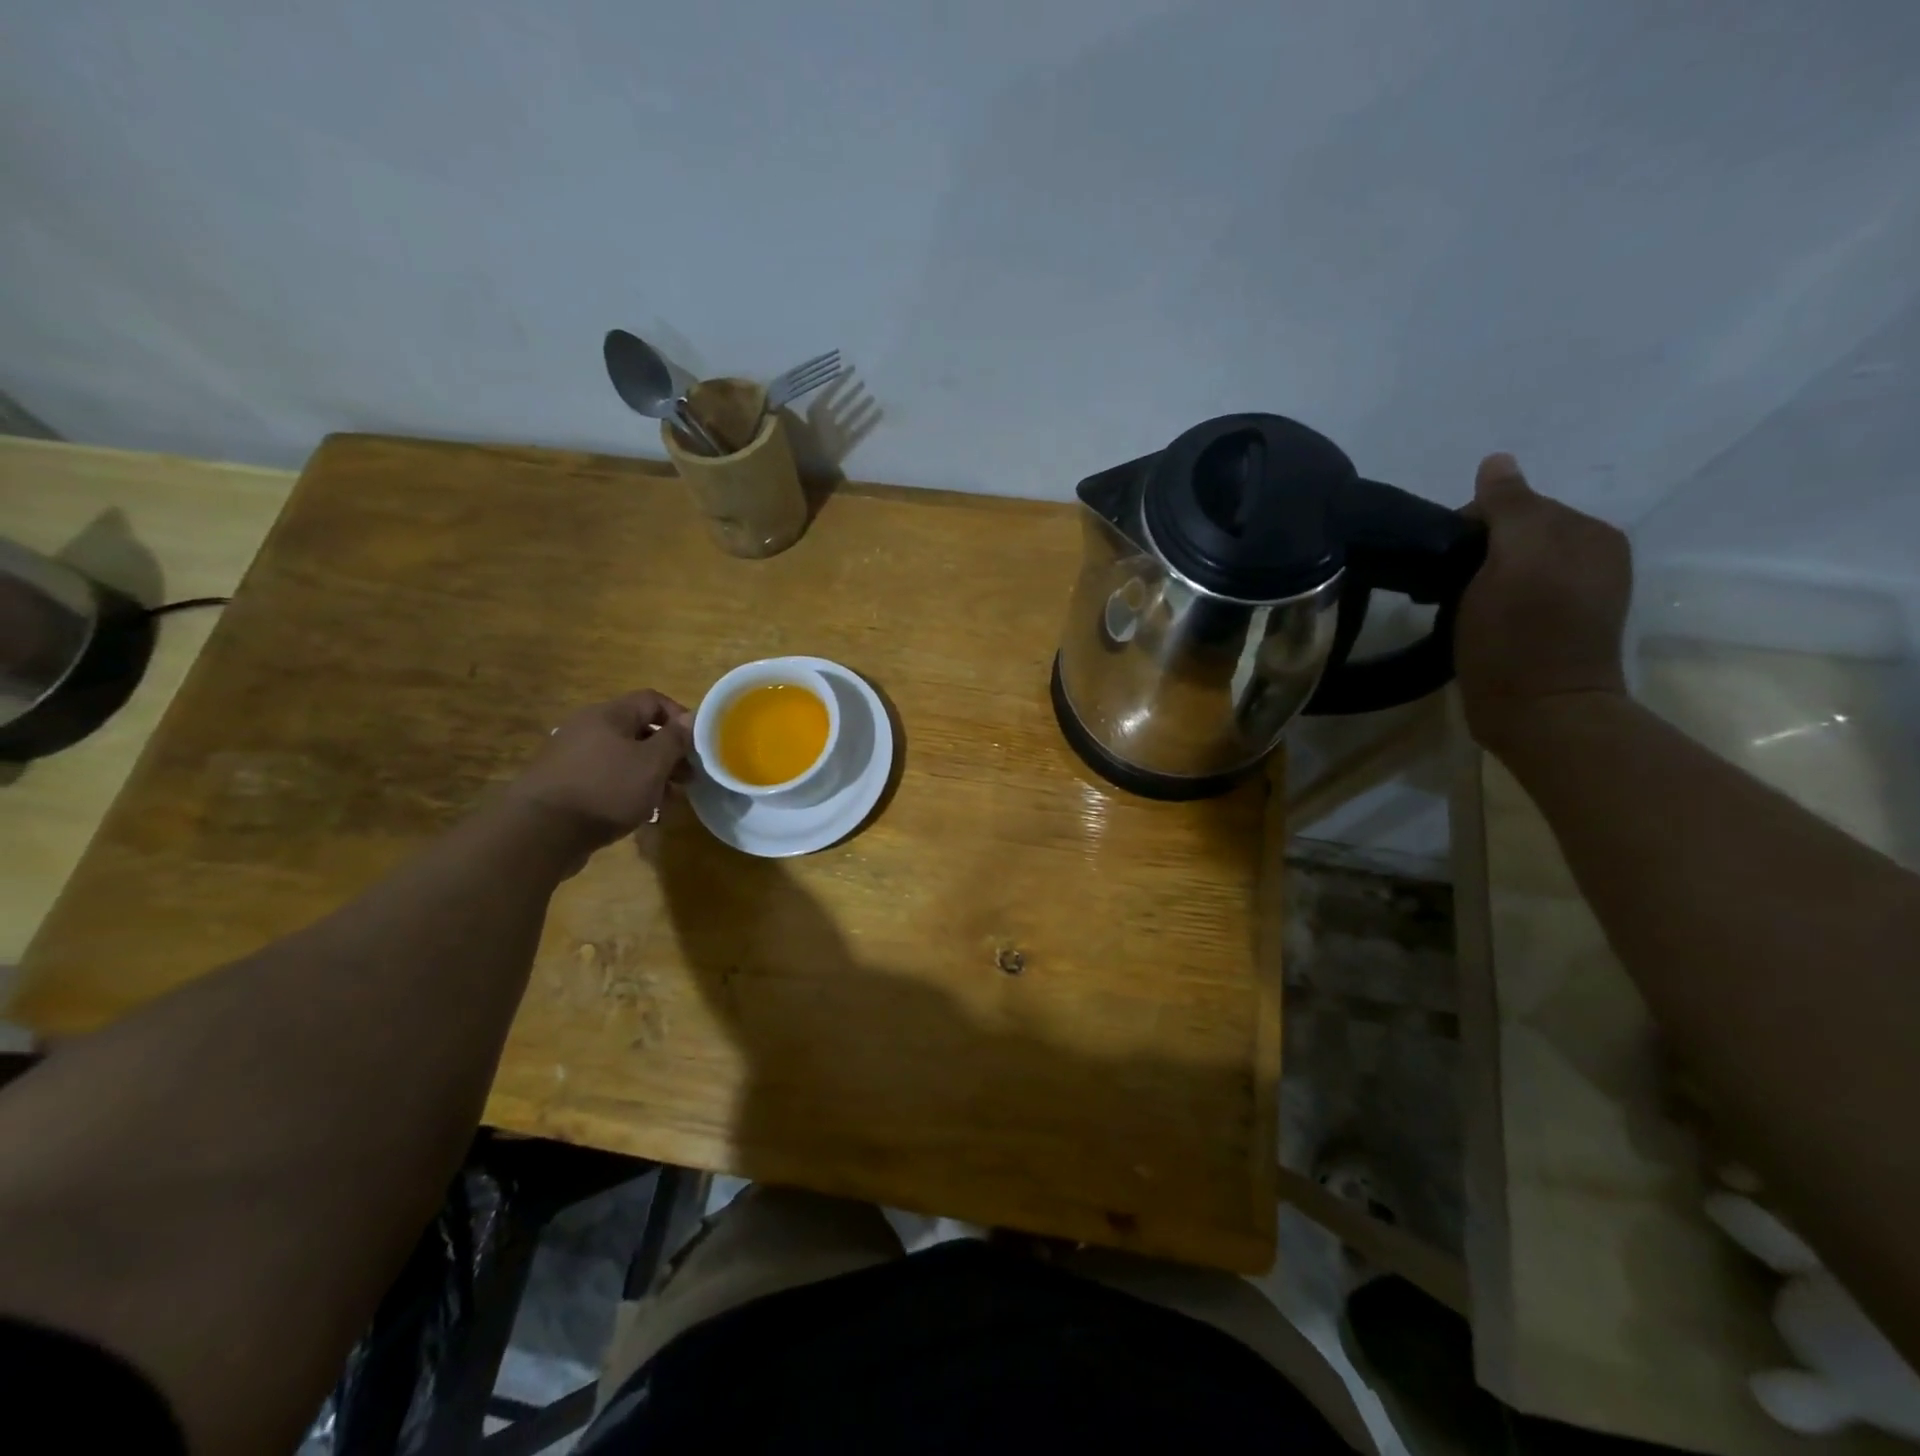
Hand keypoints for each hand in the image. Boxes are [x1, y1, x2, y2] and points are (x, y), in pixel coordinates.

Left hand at [505, 690, 691, 851]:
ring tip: (667, 800)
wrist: (540, 832)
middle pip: (638, 730)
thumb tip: (691, 718)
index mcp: (609, 715)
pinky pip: (605, 777)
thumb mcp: (652, 764)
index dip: (680, 717)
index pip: (653, 700)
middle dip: (668, 752)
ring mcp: (572, 756)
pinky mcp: (564, 783)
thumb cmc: (606, 789)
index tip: (698, 745)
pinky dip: (627, 788)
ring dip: (650, 774)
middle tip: (687, 778)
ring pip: (623, 757)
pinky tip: (638, 811)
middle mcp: (588, 728)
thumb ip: (675, 739)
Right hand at [1455, 454, 1631, 751]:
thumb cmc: (1521, 635)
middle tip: (1444, 589)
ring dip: (1475, 579)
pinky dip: (1487, 600)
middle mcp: (1590, 556)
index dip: (1469, 527)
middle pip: (1512, 534)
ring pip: (1509, 565)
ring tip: (1454, 607)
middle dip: (1474, 552)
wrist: (1539, 713)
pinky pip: (1512, 593)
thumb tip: (1496, 461)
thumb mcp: (1514, 560)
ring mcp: (1575, 594)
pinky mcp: (1554, 627)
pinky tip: (1473, 621)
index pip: (1514, 505)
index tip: (1442, 562)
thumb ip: (1509, 507)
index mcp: (1587, 533)